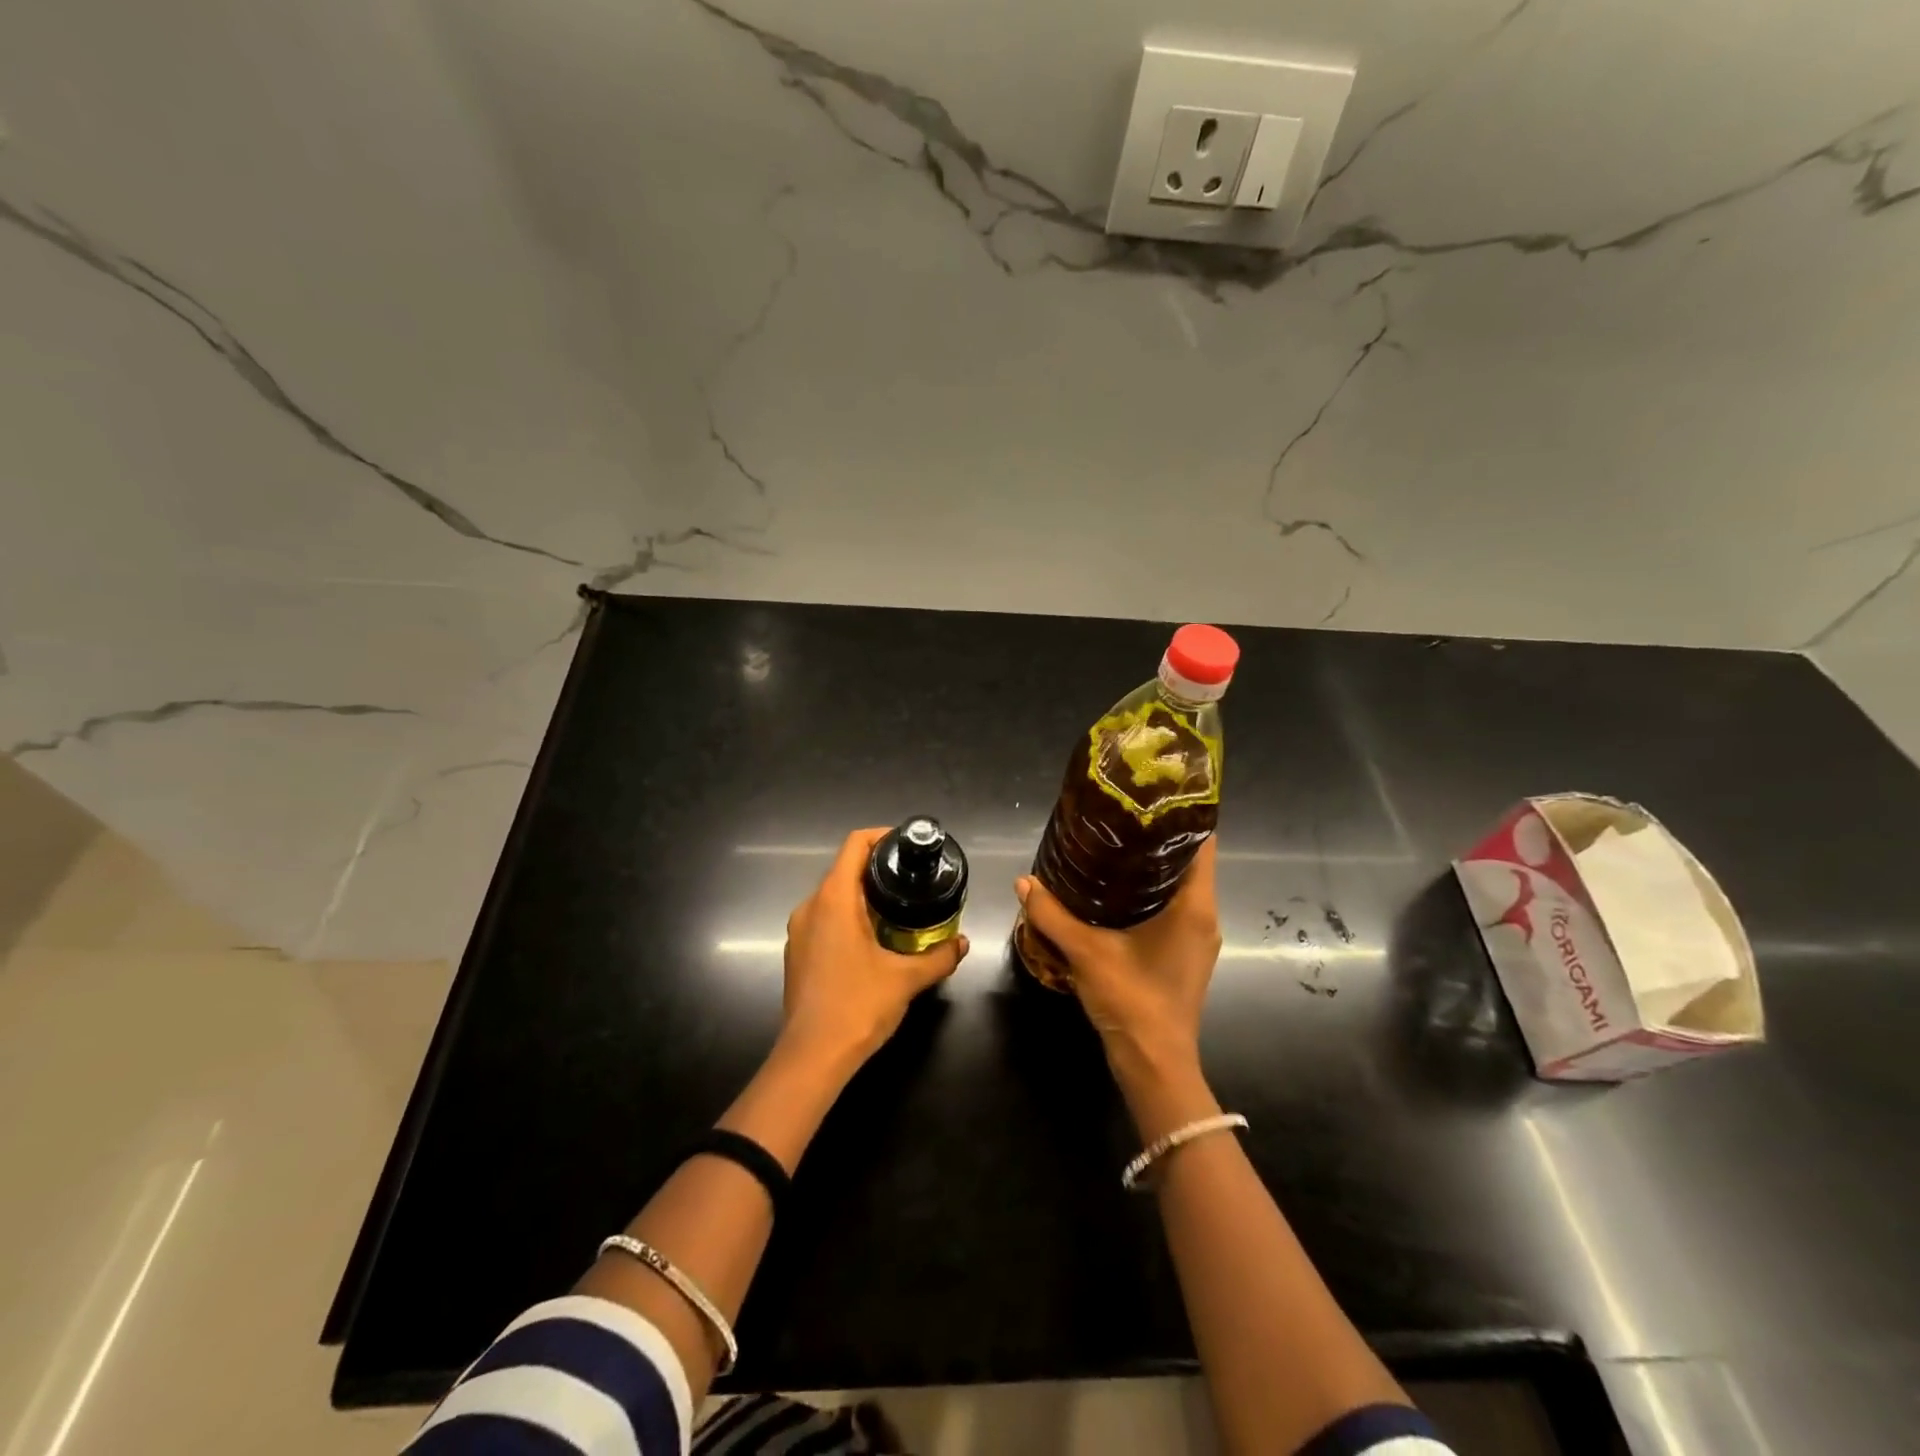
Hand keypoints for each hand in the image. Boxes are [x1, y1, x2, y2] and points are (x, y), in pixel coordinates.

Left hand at [781, 827, 969, 1070]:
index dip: (881, 836)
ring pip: (833, 897)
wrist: (812, 1057)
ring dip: (863, 896)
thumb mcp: (906, 979)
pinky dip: (848, 917)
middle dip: (877, 869)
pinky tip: (873, 939)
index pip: (854, 845)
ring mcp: (800, 931)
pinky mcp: (797, 953)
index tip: (907, 844)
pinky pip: (824, 920)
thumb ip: (939, 957)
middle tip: (912, 879)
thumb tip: (963, 943)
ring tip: (898, 908)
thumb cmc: (858, 1006)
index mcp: (833, 899)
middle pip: (844, 869)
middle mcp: (810, 906)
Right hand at [1015, 837, 1221, 1079]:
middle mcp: (1204, 916)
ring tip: (1112, 846)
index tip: (1149, 797)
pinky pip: (1173, 907)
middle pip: (1190, 861)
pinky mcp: (1185, 953)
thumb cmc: (1132, 1001)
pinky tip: (1114, 891)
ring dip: (1151, 866)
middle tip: (1118, 817)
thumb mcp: (1086, 952)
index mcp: (1194, 906)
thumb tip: (1023, 881)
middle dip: (1157, 837)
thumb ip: (1052, 915)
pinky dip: (1149, 892)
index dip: (1181, 815)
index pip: (1203, 843)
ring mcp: (1198, 937)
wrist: (1154, 1065)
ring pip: (1180, 886)